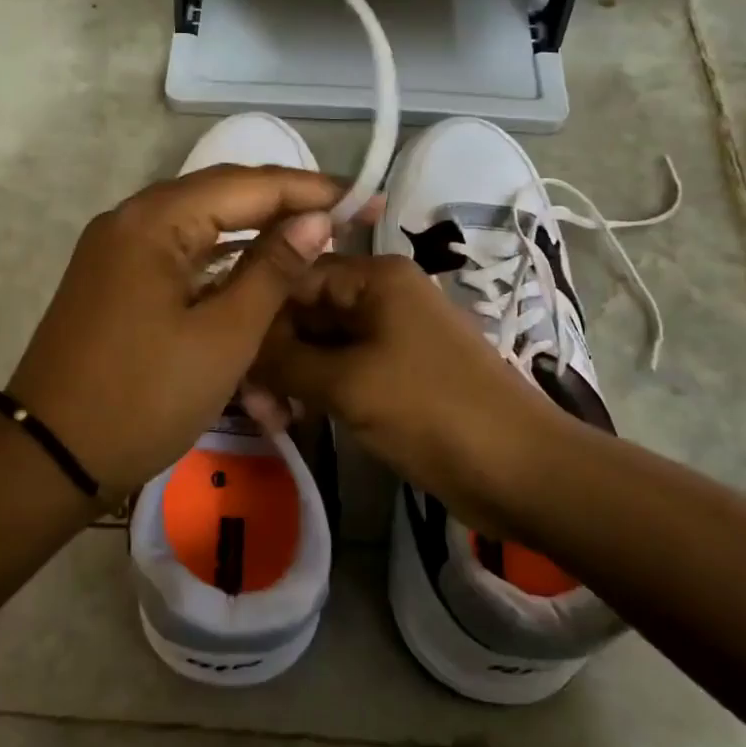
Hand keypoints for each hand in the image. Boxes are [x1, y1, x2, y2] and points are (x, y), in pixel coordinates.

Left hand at [5, 166, 347, 500]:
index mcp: (154, 220)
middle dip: (284, 206)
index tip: (363, 199)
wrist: (51, 457)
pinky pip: (177, 255)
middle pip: (221, 195)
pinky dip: (220, 262)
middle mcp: (130, 219)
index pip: (246, 184)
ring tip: (310, 241)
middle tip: (343, 218)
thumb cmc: (144, 397)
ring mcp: (116, 250)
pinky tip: (256, 272)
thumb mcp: (224, 336)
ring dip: (253, 234)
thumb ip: (272, 270)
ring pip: (199, 226)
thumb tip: (313, 220)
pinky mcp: (114, 280)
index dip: (309, 189)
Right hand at [252, 254, 570, 528]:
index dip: (257, 312)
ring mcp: (389, 336)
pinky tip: (291, 421)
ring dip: (290, 379)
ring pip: (319, 346)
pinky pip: (340, 371)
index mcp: (375, 278)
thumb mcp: (348, 384)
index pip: (294, 276)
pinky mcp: (393, 374)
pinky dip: (314, 392)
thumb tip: (236, 346)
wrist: (520, 470)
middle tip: (250, 405)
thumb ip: (284, 360)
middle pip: (305, 312)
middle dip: (273, 355)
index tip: (226, 354)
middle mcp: (380, 296)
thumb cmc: (432, 412)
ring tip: (271, 420)